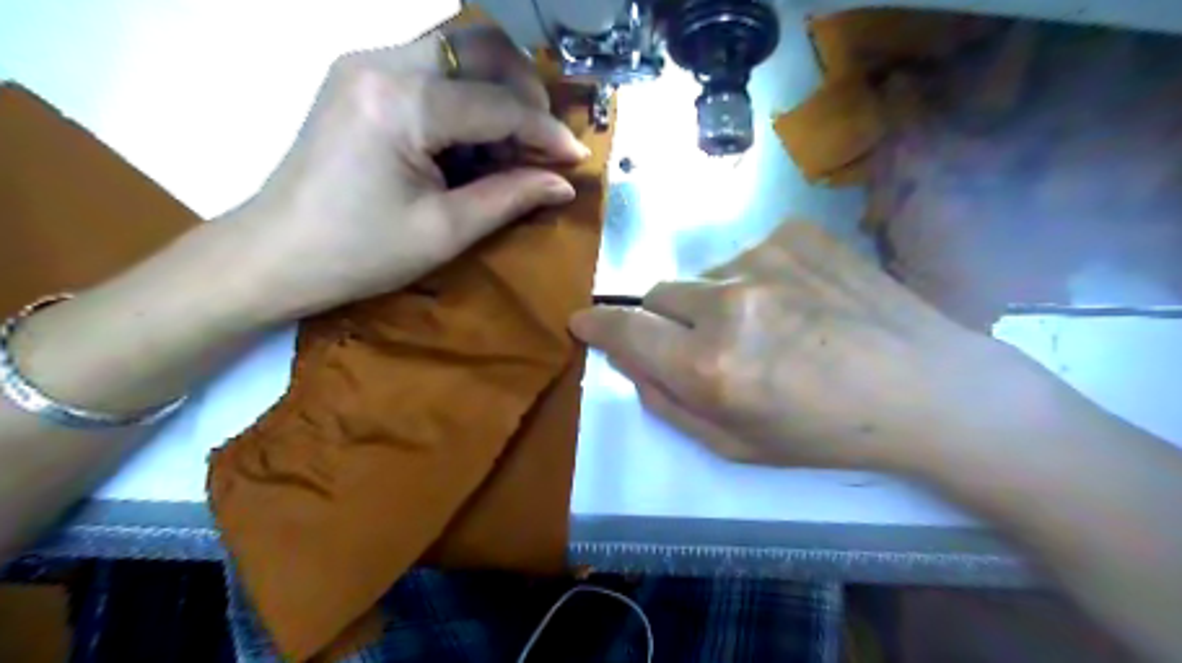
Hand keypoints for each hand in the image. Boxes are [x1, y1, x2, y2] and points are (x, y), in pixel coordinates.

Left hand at [235, 27, 585, 321]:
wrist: (277, 253)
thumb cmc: (361, 252)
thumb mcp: (445, 231)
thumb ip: (510, 197)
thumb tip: (564, 183)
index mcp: (401, 103)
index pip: (496, 103)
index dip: (544, 131)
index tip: (576, 157)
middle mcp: (382, 62)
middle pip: (480, 45)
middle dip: (525, 91)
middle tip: (541, 141)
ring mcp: (367, 63)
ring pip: (458, 48)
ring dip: (498, 89)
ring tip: (511, 144)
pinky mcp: (361, 77)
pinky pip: (433, 67)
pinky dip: (468, 96)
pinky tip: (474, 139)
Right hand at [571, 221, 1025, 469]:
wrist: (928, 388)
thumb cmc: (827, 433)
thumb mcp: (736, 445)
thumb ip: (669, 405)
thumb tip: (632, 364)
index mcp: (711, 366)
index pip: (625, 330)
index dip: (598, 326)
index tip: (583, 322)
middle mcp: (729, 304)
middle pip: (658, 294)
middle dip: (666, 321)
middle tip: (707, 345)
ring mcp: (765, 259)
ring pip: (704, 277)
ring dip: (716, 303)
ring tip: (772, 328)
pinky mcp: (797, 234)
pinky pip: (747, 257)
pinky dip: (756, 281)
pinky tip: (801, 304)